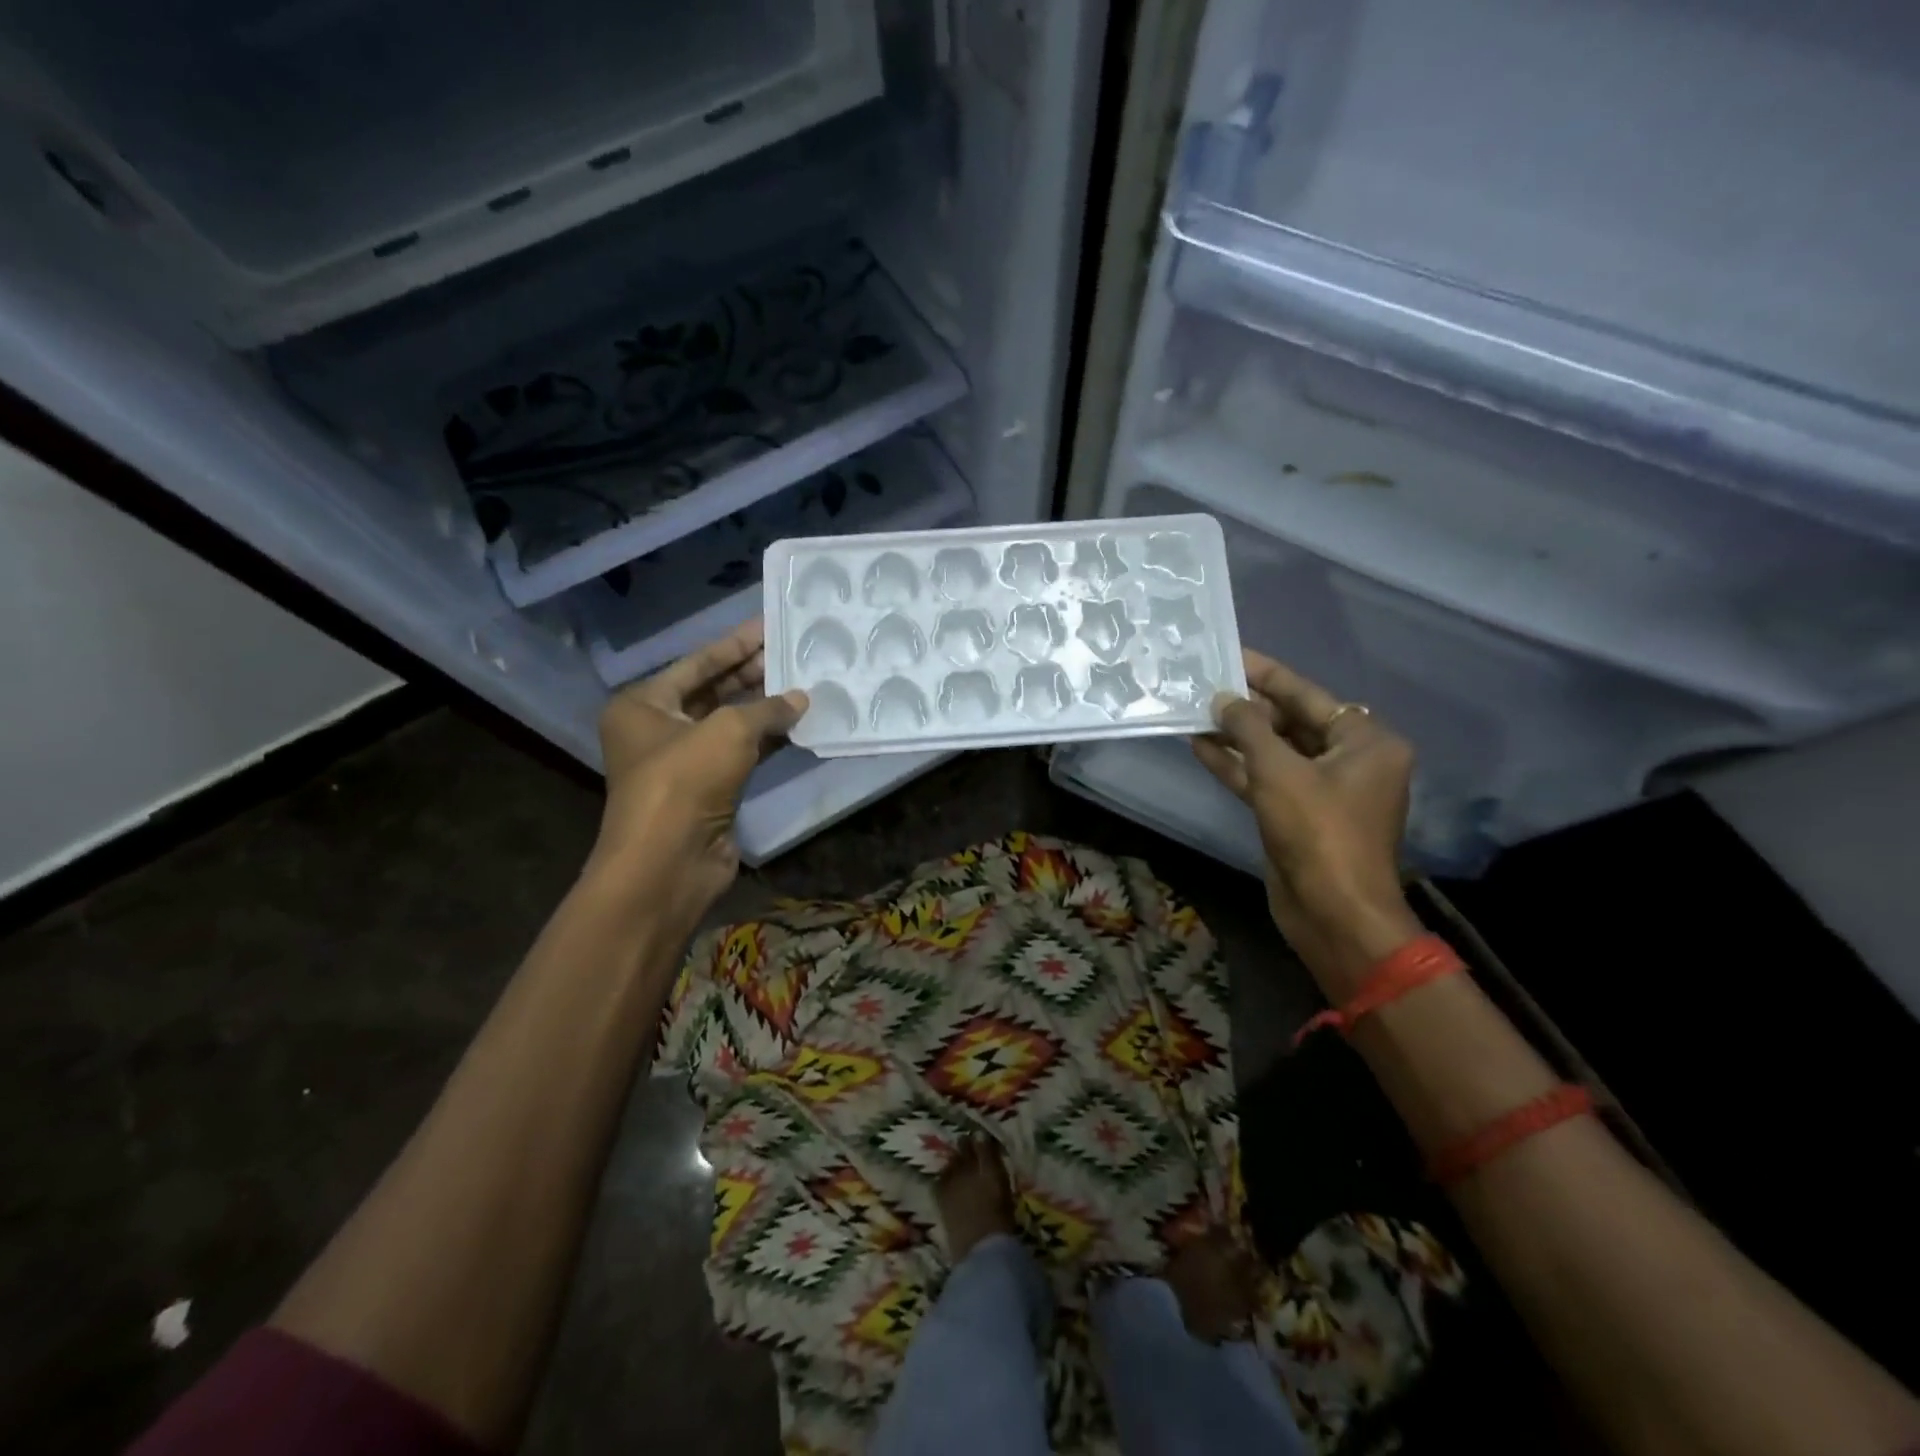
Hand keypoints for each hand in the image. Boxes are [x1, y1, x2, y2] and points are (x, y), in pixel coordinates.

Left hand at [588, 619, 806, 931]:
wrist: (670, 860)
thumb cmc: (685, 779)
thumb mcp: (728, 729)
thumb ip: (768, 707)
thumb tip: (801, 697)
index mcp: (644, 704)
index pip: (696, 663)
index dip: (734, 644)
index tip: (768, 626)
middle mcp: (659, 729)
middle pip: (713, 691)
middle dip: (752, 673)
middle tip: (793, 652)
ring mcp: (685, 762)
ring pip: (730, 724)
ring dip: (765, 707)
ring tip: (804, 683)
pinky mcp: (710, 790)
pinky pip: (743, 754)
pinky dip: (769, 740)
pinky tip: (800, 724)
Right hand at [1194, 649, 1421, 992]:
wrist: (1333, 912)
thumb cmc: (1318, 831)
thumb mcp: (1278, 771)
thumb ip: (1248, 728)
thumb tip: (1223, 699)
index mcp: (1366, 742)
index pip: (1309, 696)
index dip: (1268, 675)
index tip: (1233, 656)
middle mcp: (1350, 761)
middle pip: (1292, 722)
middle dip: (1249, 707)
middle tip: (1207, 683)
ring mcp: (1324, 791)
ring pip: (1275, 753)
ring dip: (1237, 737)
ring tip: (1196, 712)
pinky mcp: (1299, 816)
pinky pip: (1267, 780)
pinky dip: (1238, 766)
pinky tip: (1201, 748)